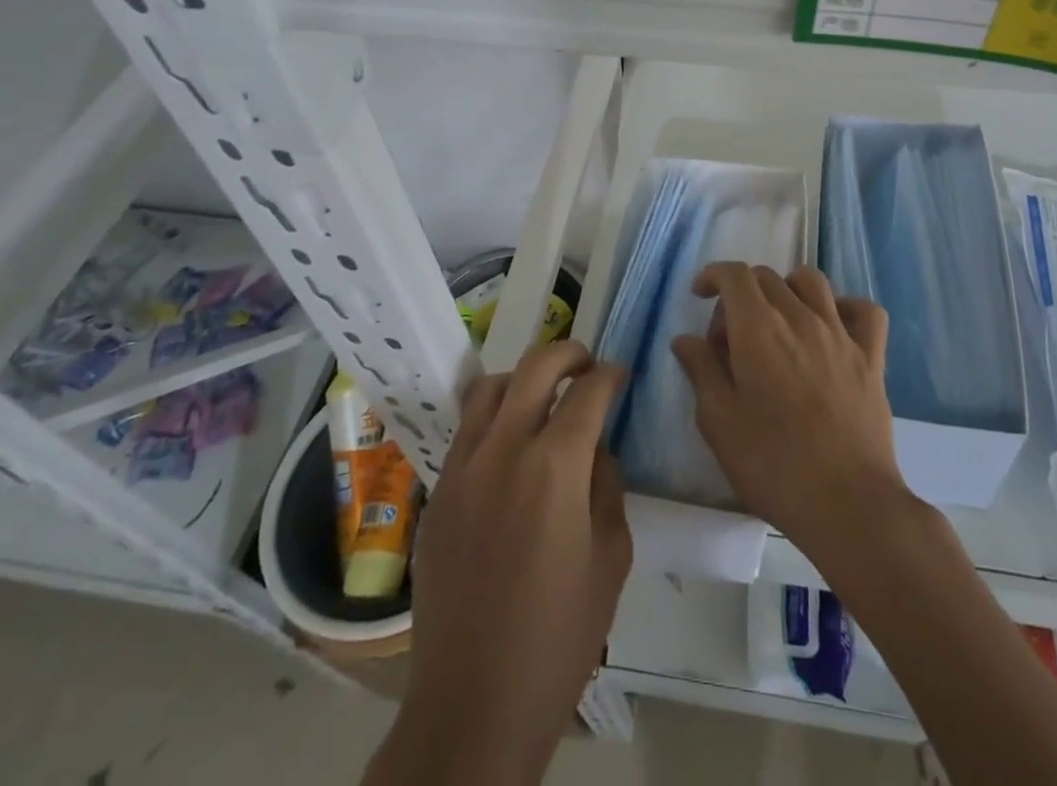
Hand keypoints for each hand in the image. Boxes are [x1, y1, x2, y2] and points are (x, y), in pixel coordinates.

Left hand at [372, 342, 630, 785]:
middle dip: (568, 353)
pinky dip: (492, 418)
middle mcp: (503, 449)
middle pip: (535, 366)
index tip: (619, 375)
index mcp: (555, 465)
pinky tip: (509, 449)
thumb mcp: (611, 558)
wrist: (473, 703)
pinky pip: (466, 431)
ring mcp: (462, 467)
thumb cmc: (558, 637)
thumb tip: (594, 449)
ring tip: (543, 397)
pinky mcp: (437, 492)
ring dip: (523, 379)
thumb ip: (607, 486)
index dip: (610, 375)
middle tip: (586, 365)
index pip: (588, 391)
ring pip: (491, 388)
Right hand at [671, 264, 909, 559]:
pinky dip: (846, 308)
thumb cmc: (772, 464)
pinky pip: (865, 312)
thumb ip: (701, 370)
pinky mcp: (872, 357)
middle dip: (741, 295)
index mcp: (758, 328)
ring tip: (778, 323)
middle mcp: (800, 317)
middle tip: (731, 340)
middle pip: (767, 277)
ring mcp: (840, 334)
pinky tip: (833, 328)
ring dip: (787, 290)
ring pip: (812, 282)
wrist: (847, 503)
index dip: (713, 275)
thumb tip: (687, 339)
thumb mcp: (718, 422)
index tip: (700, 295)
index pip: (734, 275)